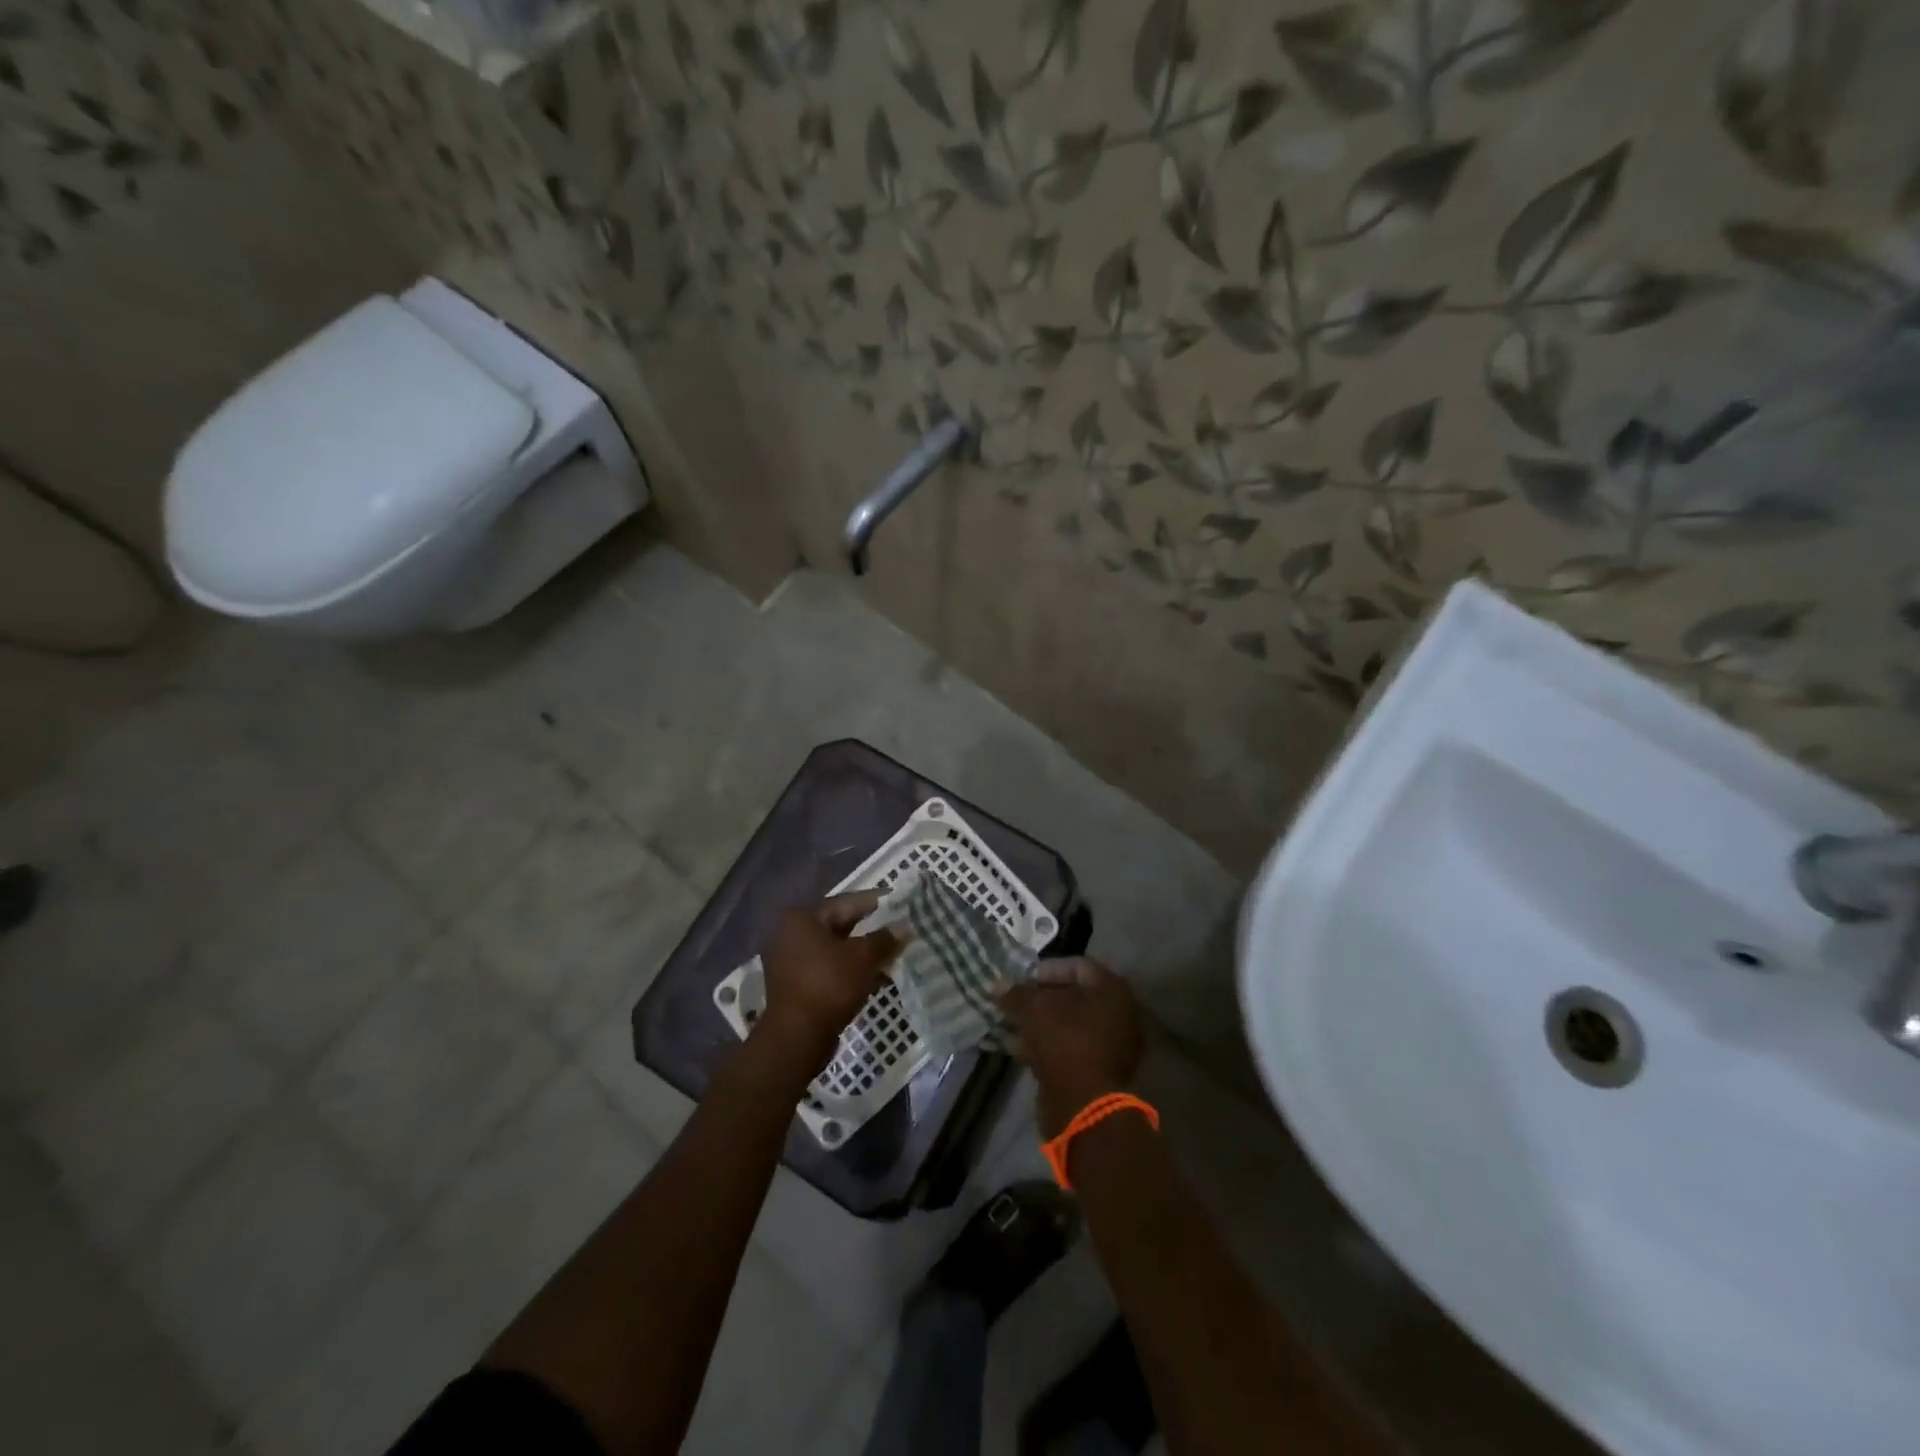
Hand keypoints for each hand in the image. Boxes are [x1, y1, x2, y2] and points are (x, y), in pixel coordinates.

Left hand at [757, 891, 900, 1074]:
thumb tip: (906, 926)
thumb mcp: (863, 958)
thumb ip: (885, 939)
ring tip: (893, 951)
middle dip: (871, 927)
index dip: (877, 901)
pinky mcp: (795, 984)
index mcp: (802, 918)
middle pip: (839, 924)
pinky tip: (876, 974)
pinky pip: (828, 967)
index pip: (847, 902)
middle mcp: (790, 934)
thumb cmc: (829, 986)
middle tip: (899, 925)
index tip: (900, 900)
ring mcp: (790, 960)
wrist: (797, 1037)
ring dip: (862, 950)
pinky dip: (850, 968)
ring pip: (835, 948)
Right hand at [998, 957, 1145, 1135]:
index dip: (1046, 969)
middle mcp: (1119, 1014)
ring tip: (1009, 1025)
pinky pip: (1070, 1049)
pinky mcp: (1099, 1072)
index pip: (1077, 965)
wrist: (1084, 1107)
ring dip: (1039, 1024)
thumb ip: (1016, 993)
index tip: (1020, 978)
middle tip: (1013, 1001)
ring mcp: (1112, 1046)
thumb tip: (996, 984)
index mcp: (1112, 991)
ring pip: (1069, 1025)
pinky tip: (1018, 1048)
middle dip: (1039, 999)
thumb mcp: (1035, 1010)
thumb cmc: (1065, 1043)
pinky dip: (1046, 1046)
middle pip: (1073, 996)